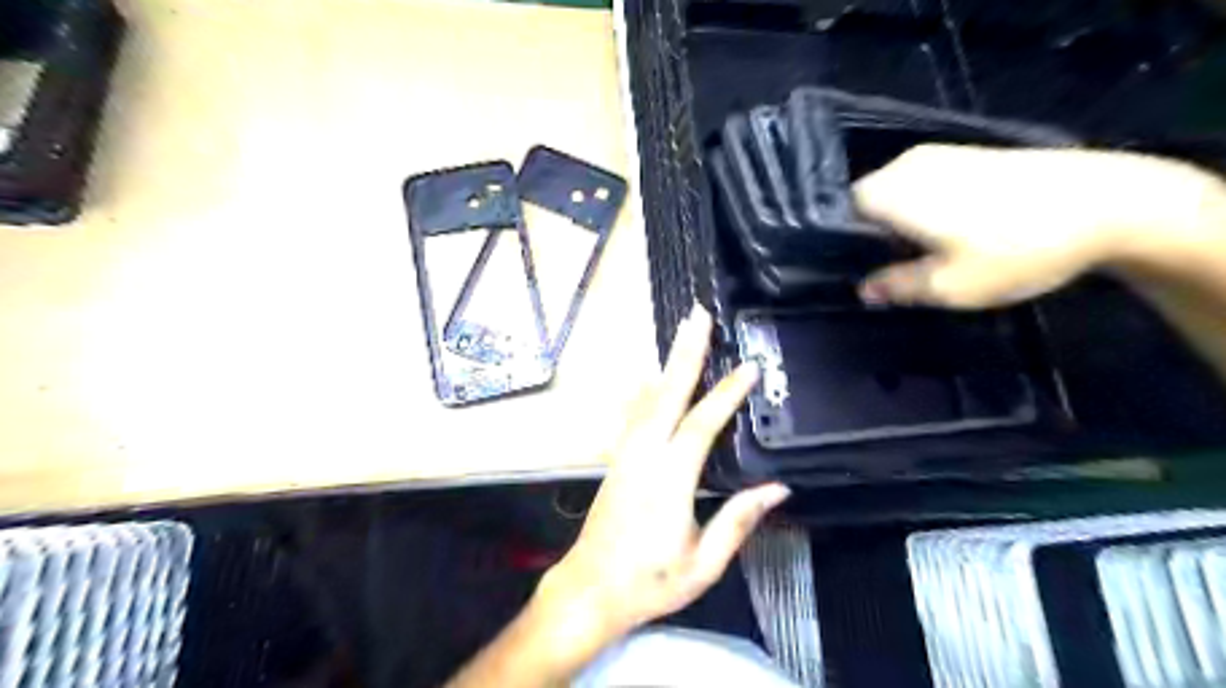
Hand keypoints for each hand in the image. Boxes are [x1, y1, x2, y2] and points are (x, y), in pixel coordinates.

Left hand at [534, 305, 784, 655]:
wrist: (591, 589)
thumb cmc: (650, 581)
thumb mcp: (704, 563)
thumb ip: (738, 521)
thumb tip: (777, 488)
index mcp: (669, 479)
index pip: (701, 425)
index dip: (726, 393)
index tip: (749, 366)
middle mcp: (644, 455)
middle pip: (667, 393)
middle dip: (685, 352)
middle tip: (698, 316)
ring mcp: (626, 453)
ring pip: (649, 397)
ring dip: (669, 363)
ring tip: (684, 333)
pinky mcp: (618, 458)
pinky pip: (637, 412)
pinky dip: (651, 386)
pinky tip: (657, 376)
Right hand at [855, 145, 1225, 308]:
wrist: (1108, 204)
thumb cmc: (1015, 249)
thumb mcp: (949, 286)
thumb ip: (896, 287)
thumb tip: (863, 290)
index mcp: (893, 192)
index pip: (841, 211)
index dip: (844, 241)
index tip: (859, 268)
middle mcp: (908, 165)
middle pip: (867, 200)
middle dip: (872, 232)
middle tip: (894, 266)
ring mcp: (941, 154)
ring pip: (896, 191)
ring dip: (900, 220)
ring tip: (925, 251)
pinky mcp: (969, 153)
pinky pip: (923, 182)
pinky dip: (924, 206)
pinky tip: (953, 229)